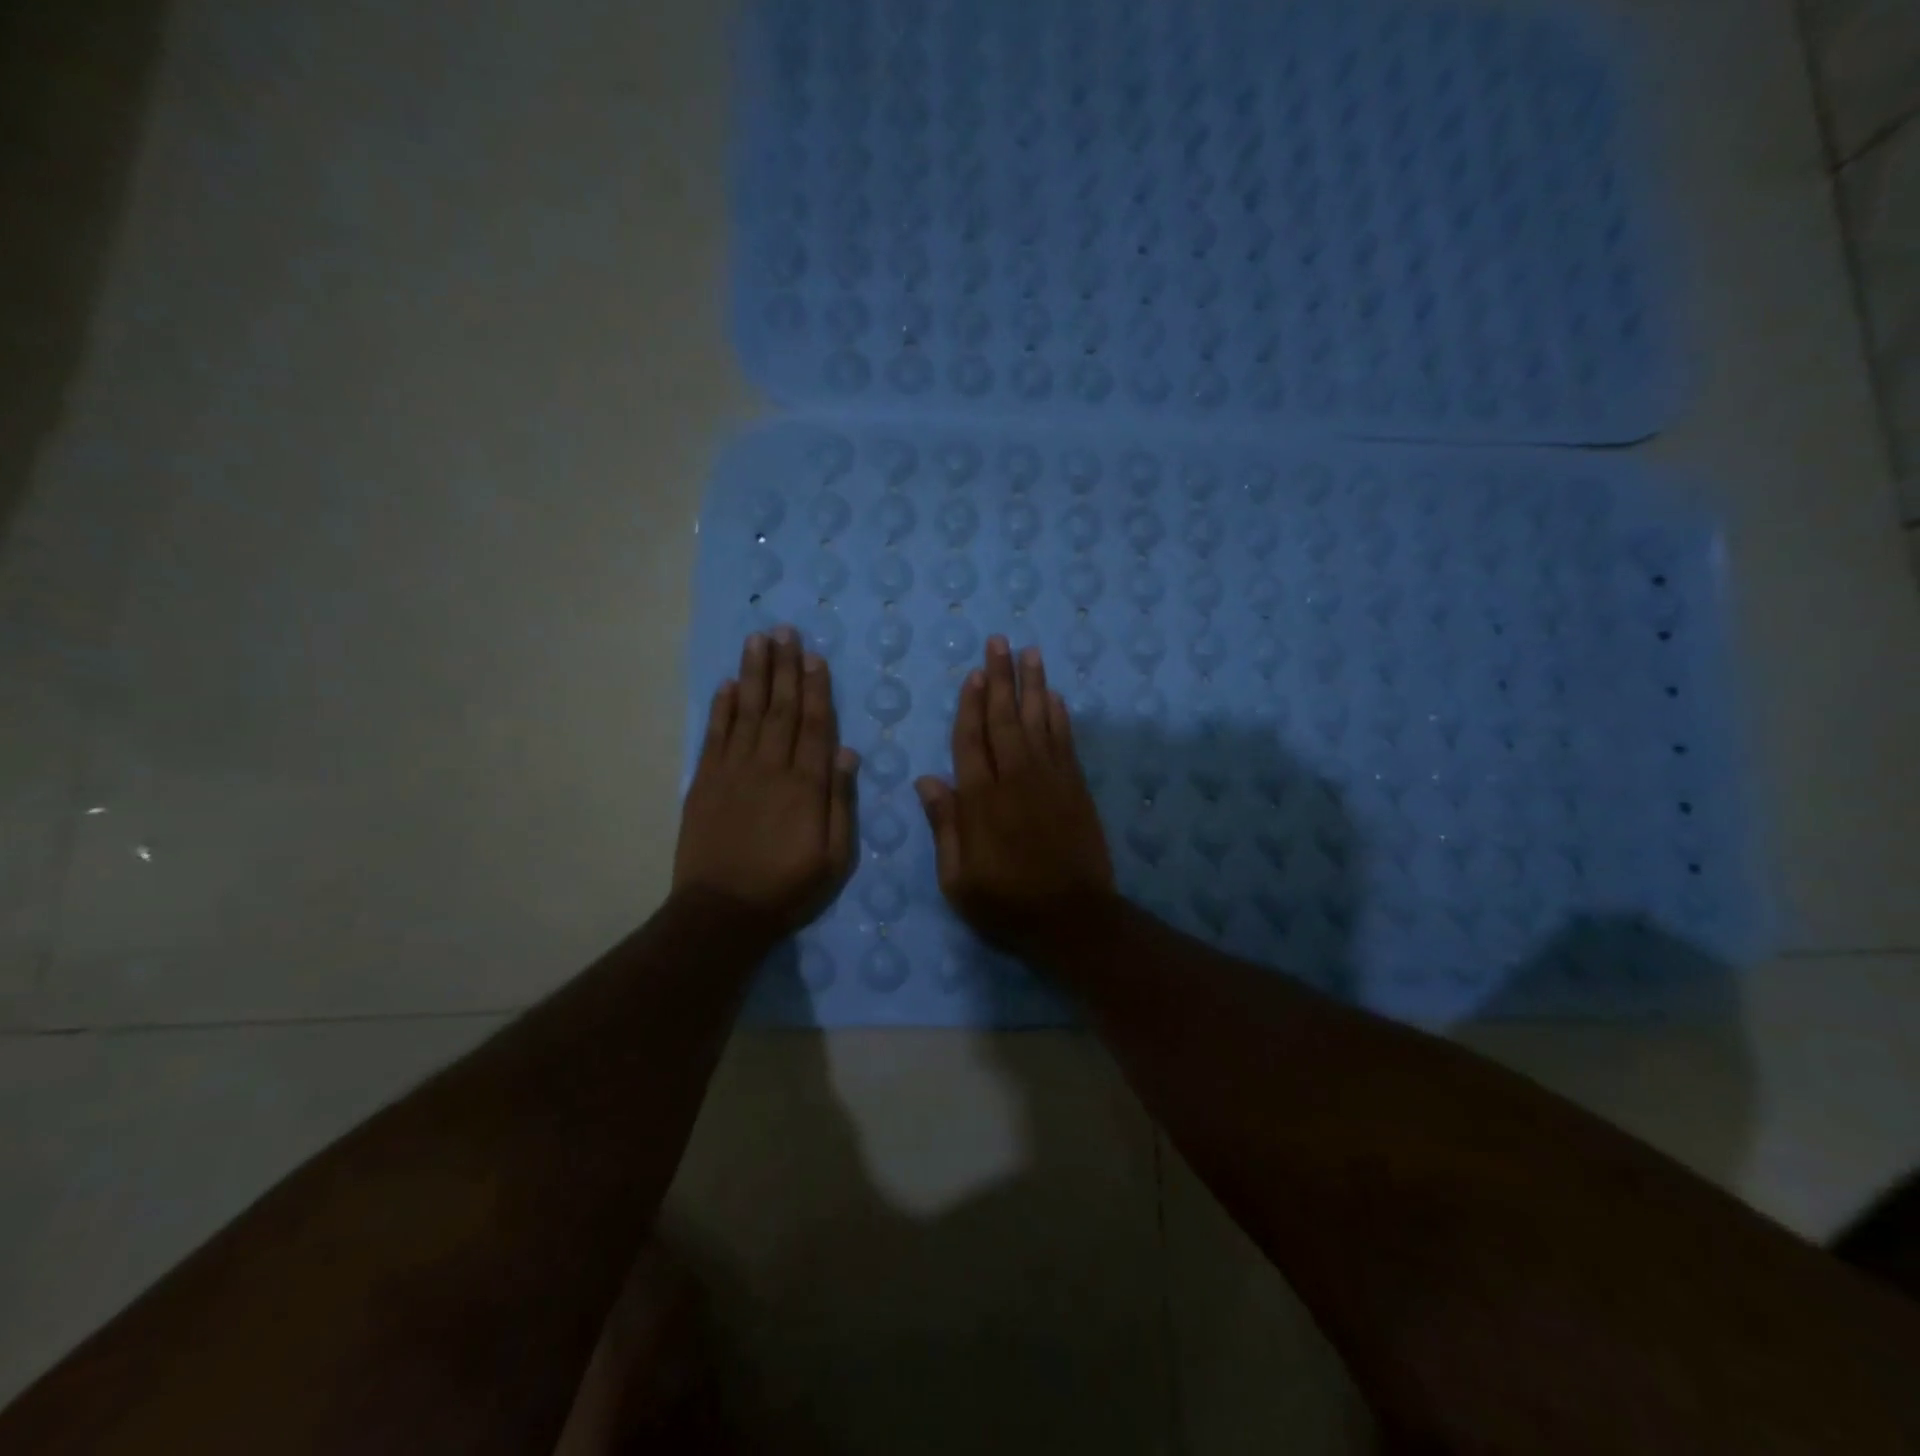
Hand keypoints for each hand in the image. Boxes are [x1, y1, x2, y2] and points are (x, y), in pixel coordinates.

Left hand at [673, 628, 857, 935]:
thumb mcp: (833, 857)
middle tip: (785, 631)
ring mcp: (733, 772)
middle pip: (781, 709)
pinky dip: (721, 708)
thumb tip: (848, 753)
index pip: (815, 725)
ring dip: (754, 675)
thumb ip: (841, 802)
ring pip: (747, 712)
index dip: (816, 688)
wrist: (722, 912)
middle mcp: (770, 767)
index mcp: (806, 785)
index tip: (814, 656)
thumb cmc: (787, 888)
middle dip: (785, 668)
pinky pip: (715, 735)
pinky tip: (728, 684)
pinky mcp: (704, 783)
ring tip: (758, 641)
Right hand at [915, 637, 1114, 958]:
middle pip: (1005, 719)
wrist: (1073, 919)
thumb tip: (927, 780)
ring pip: (1039, 721)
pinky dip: (1060, 717)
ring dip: (1034, 685)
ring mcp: (1051, 780)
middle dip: (1001, 678)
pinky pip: (1065, 742)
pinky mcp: (1076, 788)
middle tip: (1000, 642)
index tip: (974, 673)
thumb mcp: (958, 879)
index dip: (971, 705)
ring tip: (1030, 653)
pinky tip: (1055, 697)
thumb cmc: (1007, 904)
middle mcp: (1016, 779)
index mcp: (982, 800)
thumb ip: (945, 827)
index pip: (971, 740)